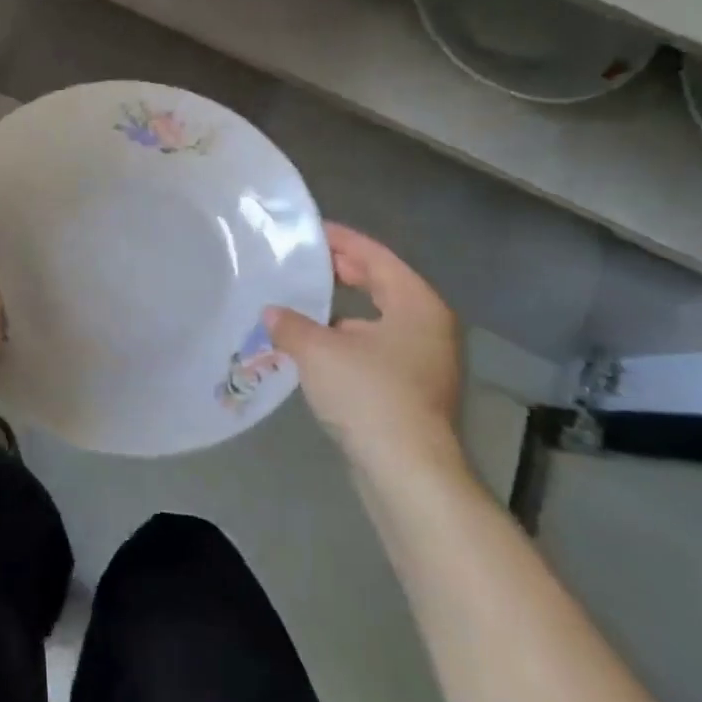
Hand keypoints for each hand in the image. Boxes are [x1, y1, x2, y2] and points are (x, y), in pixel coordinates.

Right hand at [265, 223, 466, 495]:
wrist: (407, 472)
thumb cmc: (369, 396)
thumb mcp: (318, 351)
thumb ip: (291, 324)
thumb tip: (272, 313)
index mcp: (416, 304)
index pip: (376, 257)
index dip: (342, 240)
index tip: (310, 230)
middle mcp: (428, 327)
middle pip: (382, 285)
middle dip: (343, 272)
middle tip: (304, 261)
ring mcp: (425, 361)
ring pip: (378, 321)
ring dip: (342, 311)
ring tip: (302, 304)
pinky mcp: (413, 391)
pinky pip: (376, 349)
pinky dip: (347, 340)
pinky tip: (316, 348)